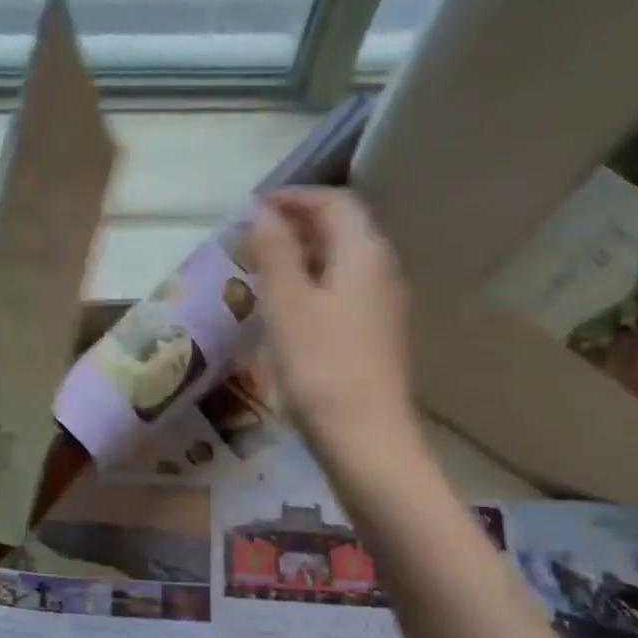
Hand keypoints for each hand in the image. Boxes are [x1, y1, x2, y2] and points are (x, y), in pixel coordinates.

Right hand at [247, 189, 419, 467]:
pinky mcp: (375, 335)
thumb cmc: (321, 368)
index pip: (335, 203)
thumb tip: (263, 213)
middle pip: (344, 228)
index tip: (254, 208)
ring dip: (305, 254)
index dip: (295, 197)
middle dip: (299, 223)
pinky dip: (314, 282)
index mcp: (364, 254)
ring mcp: (383, 306)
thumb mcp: (288, 305)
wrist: (366, 440)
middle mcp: (382, 271)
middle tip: (254, 235)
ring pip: (343, 261)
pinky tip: (287, 307)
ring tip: (264, 267)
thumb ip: (275, 252)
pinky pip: (344, 290)